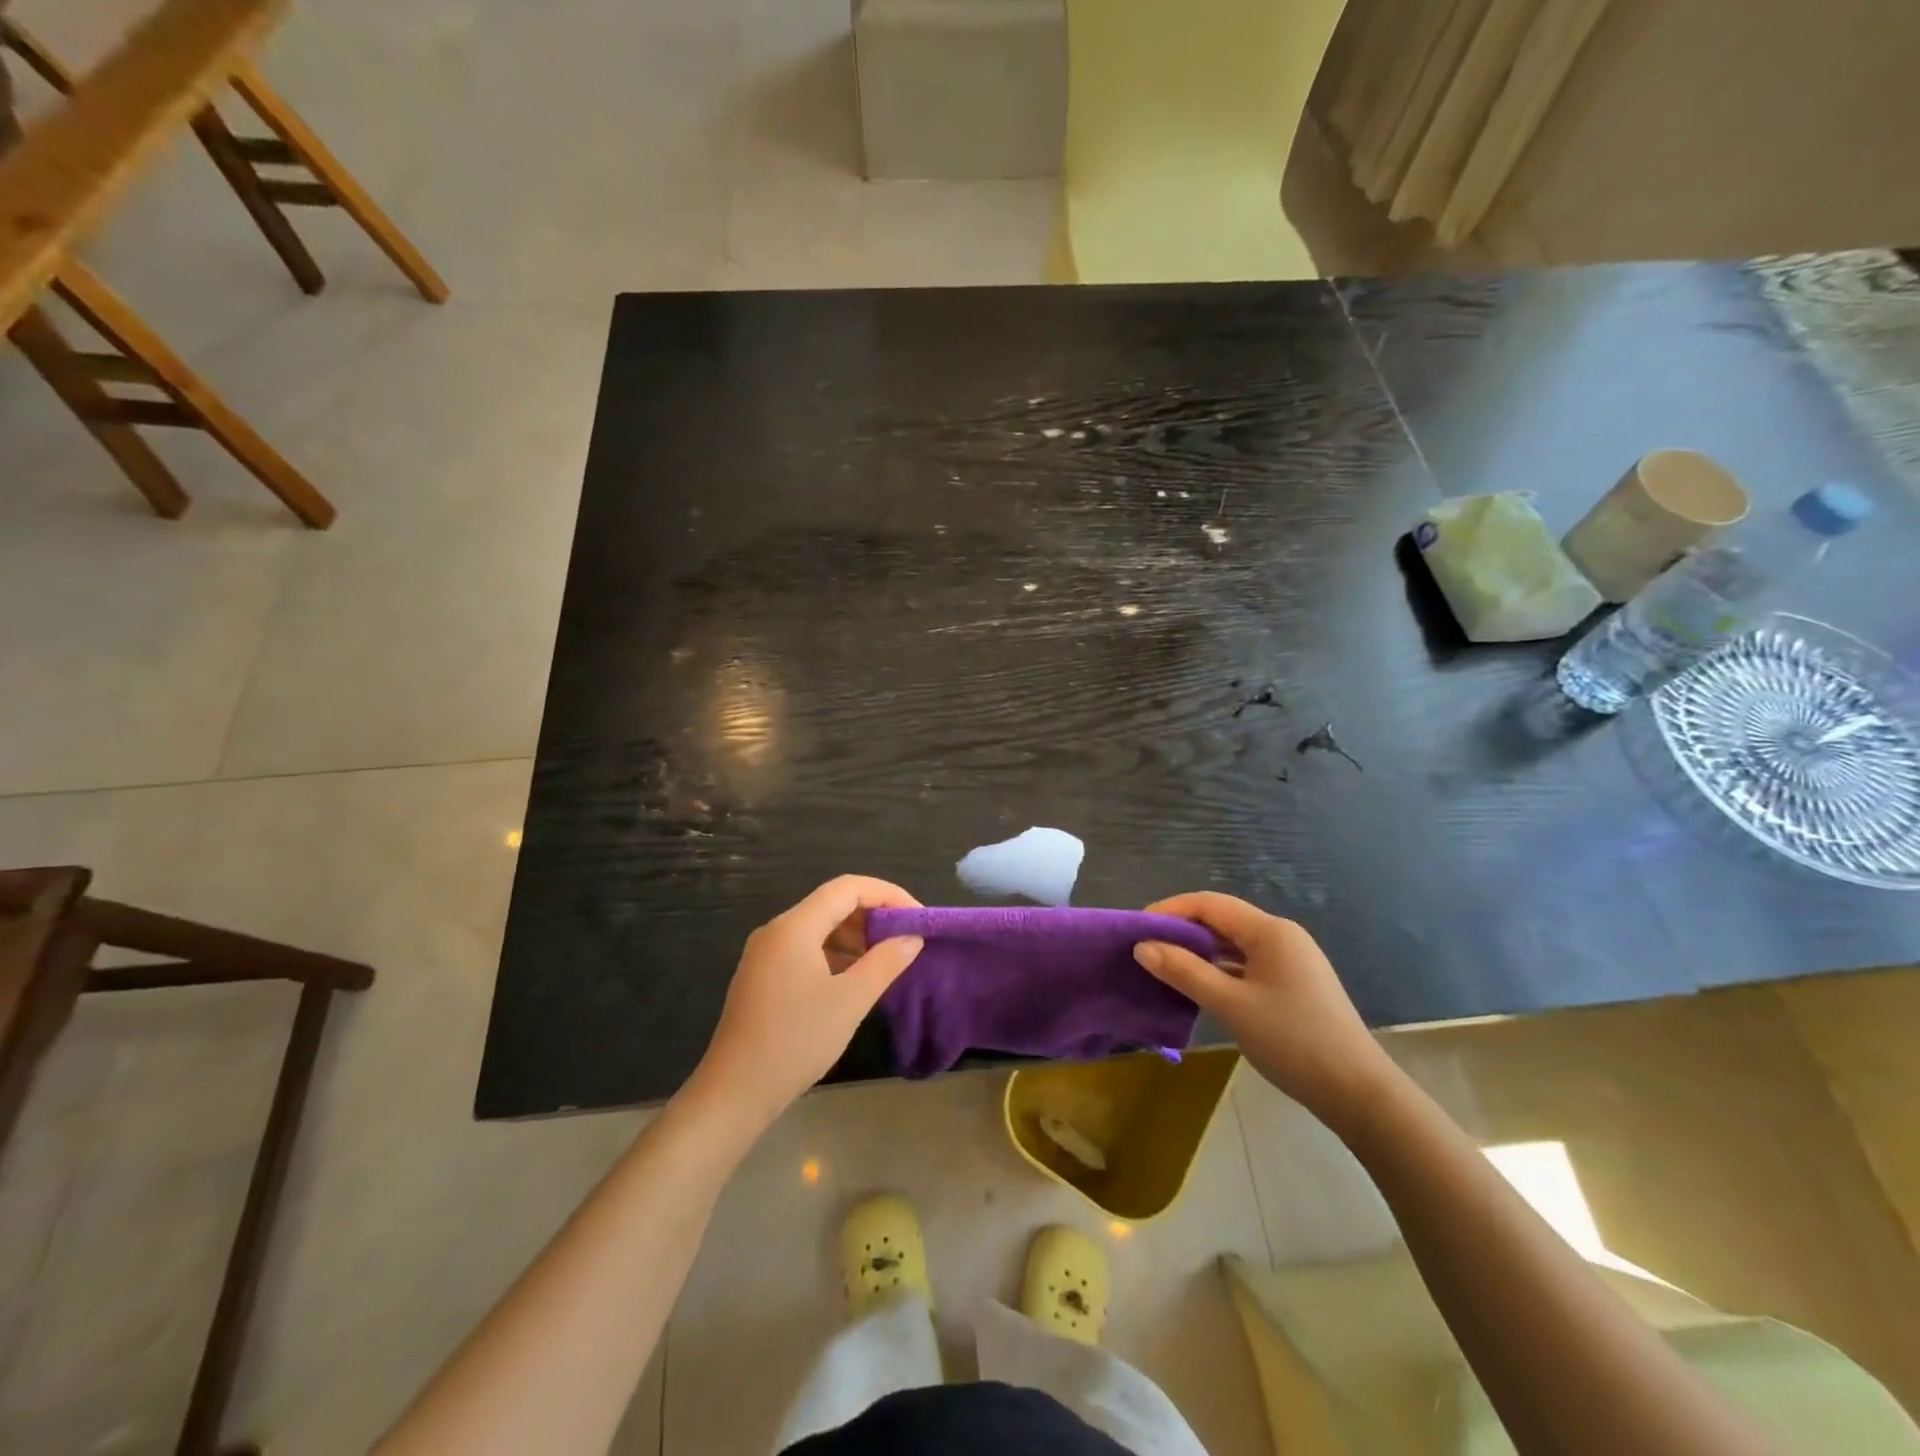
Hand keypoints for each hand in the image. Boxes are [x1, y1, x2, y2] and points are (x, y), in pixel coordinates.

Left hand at [689, 876, 923, 1127]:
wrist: (734, 1092)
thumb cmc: (796, 1041)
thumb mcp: (850, 1001)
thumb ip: (885, 962)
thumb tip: (911, 937)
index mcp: (795, 926)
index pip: (848, 888)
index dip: (888, 895)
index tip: (917, 918)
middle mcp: (777, 930)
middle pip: (833, 903)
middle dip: (873, 915)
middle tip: (906, 939)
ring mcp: (766, 953)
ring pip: (819, 927)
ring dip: (855, 936)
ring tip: (887, 959)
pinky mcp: (763, 975)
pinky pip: (806, 948)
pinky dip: (835, 954)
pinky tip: (854, 978)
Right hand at [1134, 893, 1393, 1125]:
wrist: (1359, 1093)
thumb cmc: (1293, 1040)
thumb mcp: (1231, 1005)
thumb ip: (1184, 971)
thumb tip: (1142, 947)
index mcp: (1270, 931)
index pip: (1209, 904)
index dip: (1170, 910)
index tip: (1136, 929)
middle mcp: (1281, 937)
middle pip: (1221, 921)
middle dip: (1182, 931)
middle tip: (1145, 950)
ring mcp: (1290, 962)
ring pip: (1233, 945)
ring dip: (1199, 952)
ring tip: (1164, 968)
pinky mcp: (1293, 985)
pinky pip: (1246, 965)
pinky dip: (1219, 971)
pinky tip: (1200, 988)